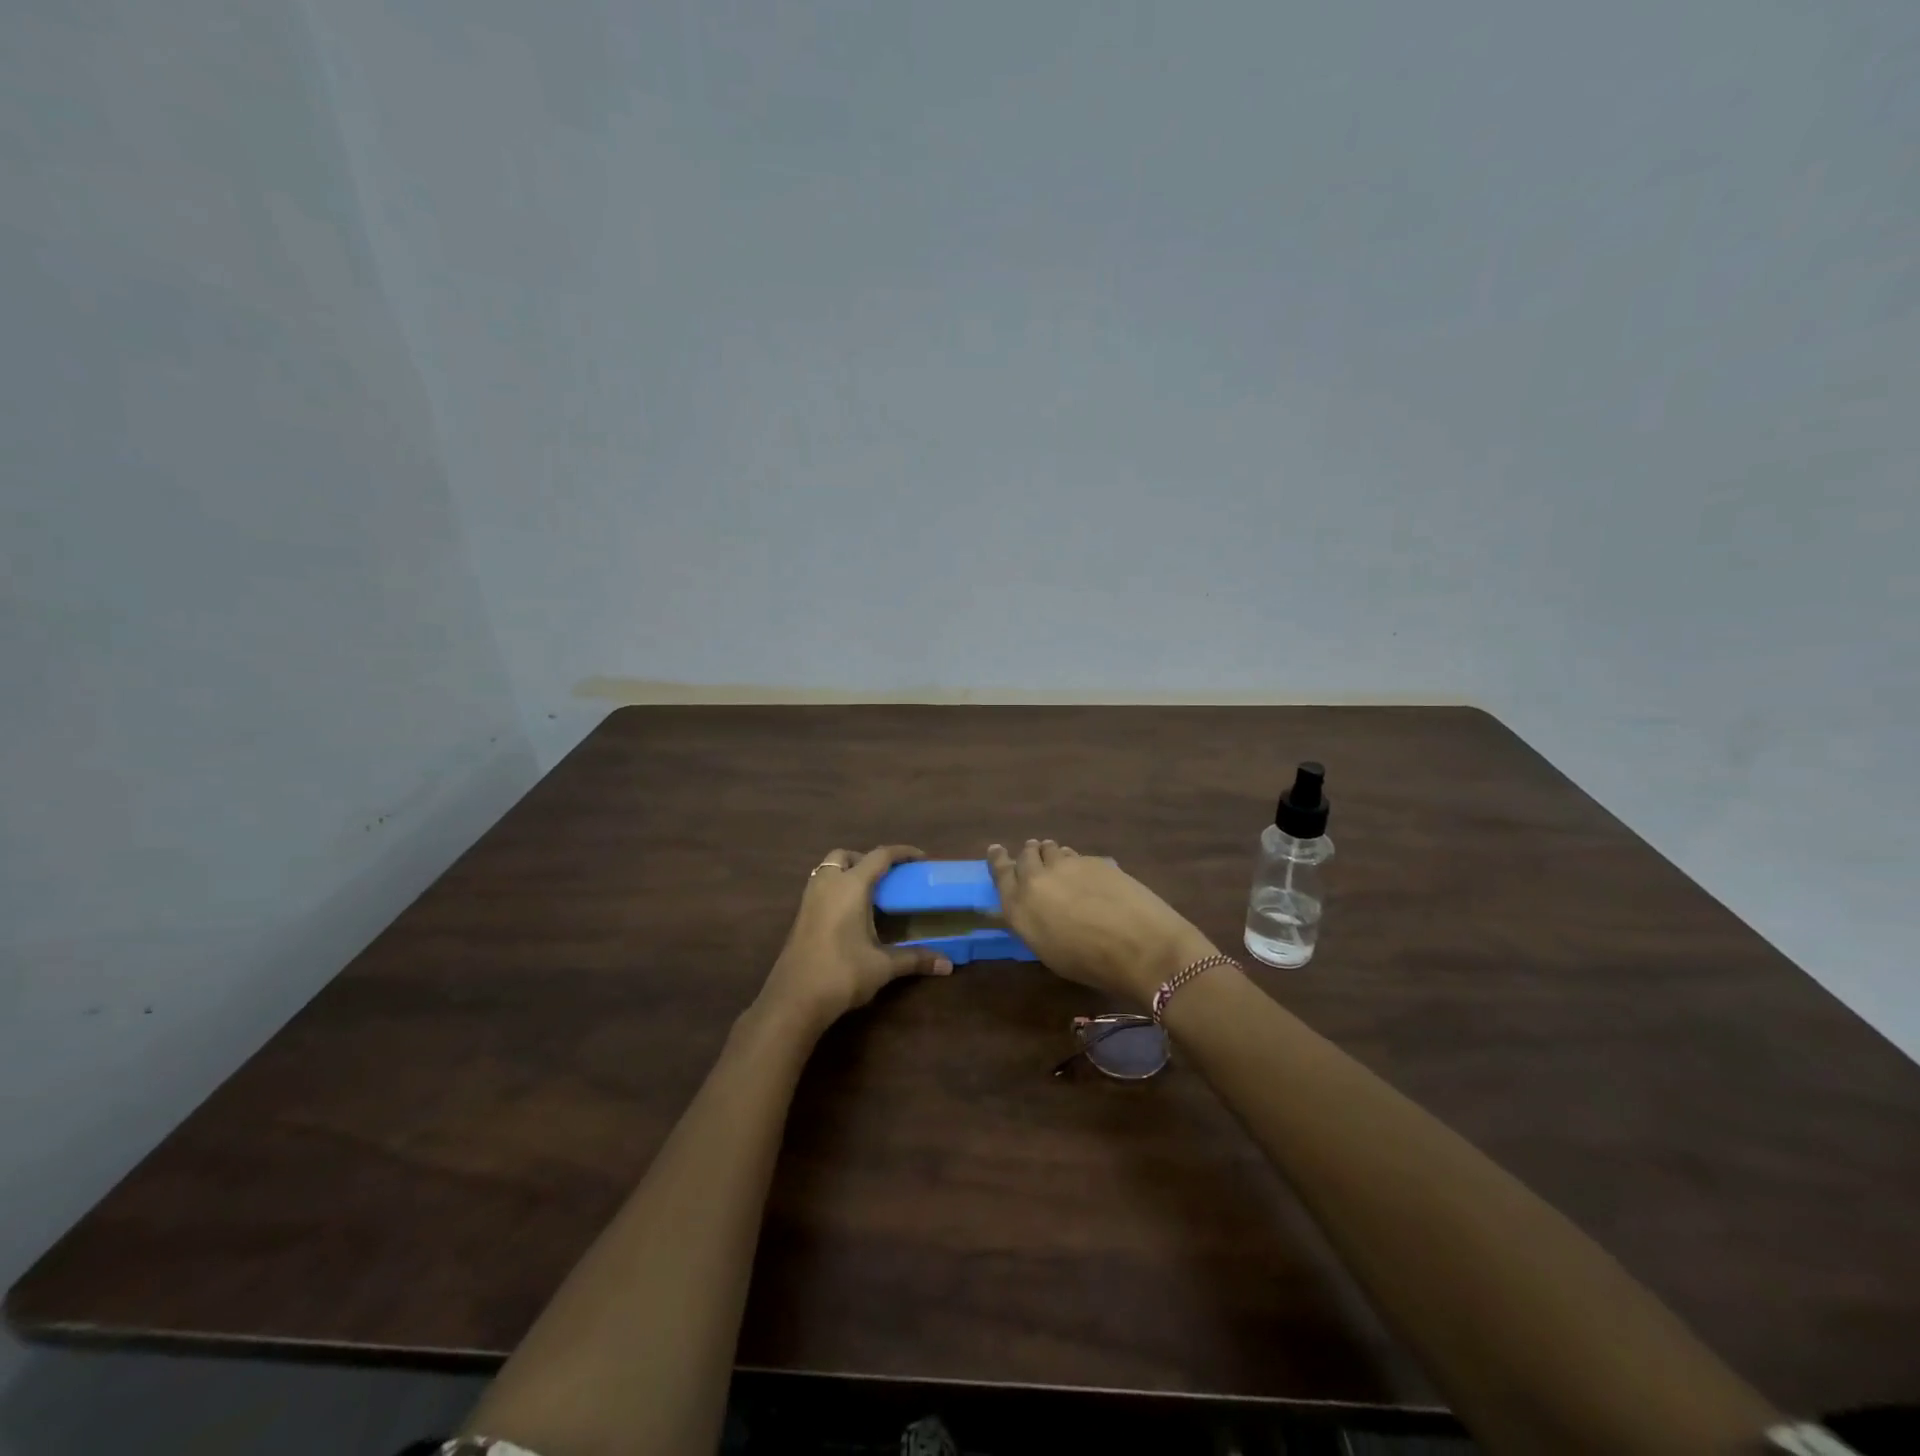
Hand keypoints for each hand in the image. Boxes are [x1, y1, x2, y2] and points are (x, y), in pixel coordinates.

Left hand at [759, 845, 953, 1033]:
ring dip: (847, 873)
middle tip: (887, 878)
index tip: (921, 858)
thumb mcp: (883, 966)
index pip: (880, 856)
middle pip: (846, 856)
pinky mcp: (800, 917)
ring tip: (869, 895)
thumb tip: (948, 965)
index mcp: (851, 886)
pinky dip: (836, 889)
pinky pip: (820, 888)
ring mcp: (809, 900)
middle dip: (867, 859)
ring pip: (827, 870)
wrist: (793, 1000)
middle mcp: (827, 884)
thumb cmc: (842, 973)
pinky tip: (850, 915)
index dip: (902, 853)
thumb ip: (915, 959)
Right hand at [987, 839, 1214, 1006]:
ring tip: (1056, 858)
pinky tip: (1086, 873)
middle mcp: (1036, 879)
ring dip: (1050, 854)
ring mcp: (1066, 865)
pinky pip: (1076, 856)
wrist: (1140, 947)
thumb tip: (1036, 907)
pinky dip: (1075, 861)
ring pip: (1051, 850)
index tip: (996, 850)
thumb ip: (1034, 921)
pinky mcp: (1093, 860)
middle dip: (1028, 855)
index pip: (1000, 873)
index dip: (998, 859)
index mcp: (1019, 907)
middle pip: (1025, 856)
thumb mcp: (1048, 950)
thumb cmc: (1090, 964)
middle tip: (1032, 856)